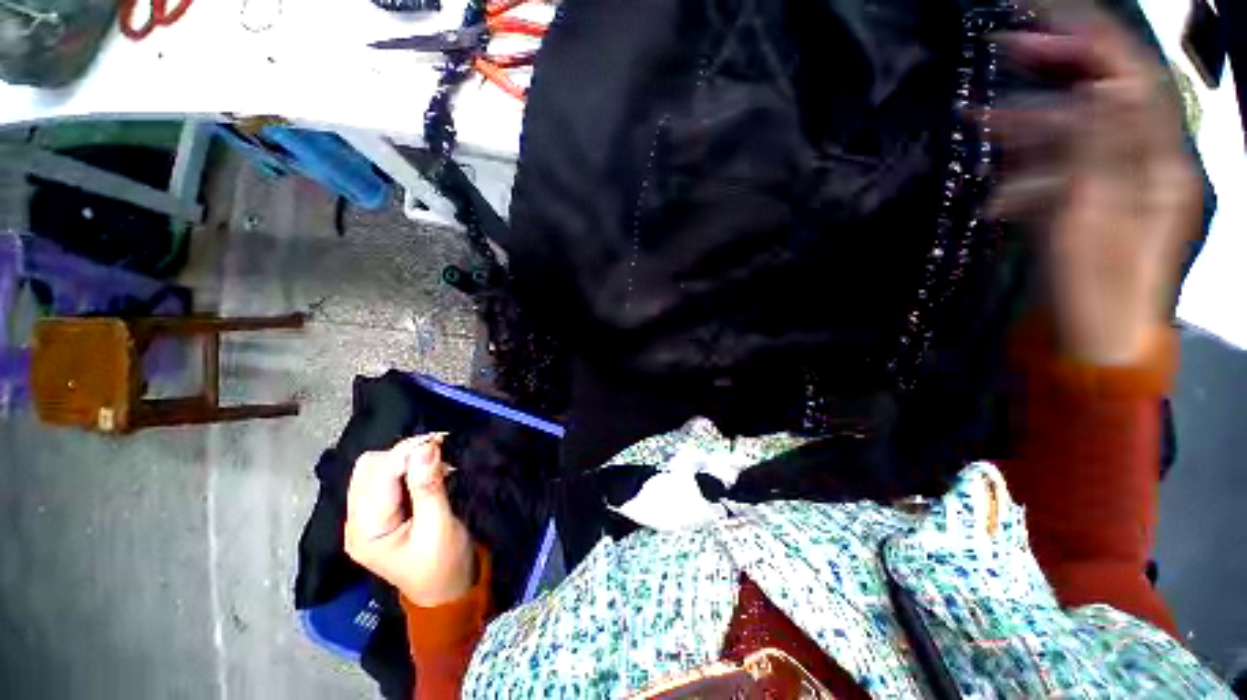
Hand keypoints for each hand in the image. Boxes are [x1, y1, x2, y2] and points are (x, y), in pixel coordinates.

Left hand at [344, 434, 476, 605]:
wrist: (446, 590)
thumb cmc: (443, 563)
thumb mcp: (438, 526)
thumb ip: (428, 485)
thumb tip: (426, 446)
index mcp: (367, 530)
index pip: (379, 474)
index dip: (407, 452)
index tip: (440, 440)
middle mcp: (357, 520)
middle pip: (369, 467)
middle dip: (404, 453)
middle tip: (439, 450)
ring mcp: (366, 517)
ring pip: (375, 468)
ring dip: (406, 458)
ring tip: (437, 461)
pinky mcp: (379, 513)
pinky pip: (385, 477)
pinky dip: (407, 467)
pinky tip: (429, 470)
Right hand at [989, 10, 1199, 364]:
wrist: (1087, 339)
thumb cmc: (1094, 291)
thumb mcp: (1097, 222)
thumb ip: (1105, 154)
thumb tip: (1107, 85)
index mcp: (1159, 163)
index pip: (1133, 79)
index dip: (1094, 39)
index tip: (1046, 12)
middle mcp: (1142, 161)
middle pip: (1105, 95)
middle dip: (1060, 66)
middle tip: (1008, 47)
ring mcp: (1112, 181)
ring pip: (1075, 130)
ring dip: (1028, 116)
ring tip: (978, 114)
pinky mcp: (1083, 201)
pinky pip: (1057, 165)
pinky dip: (1024, 161)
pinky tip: (995, 169)